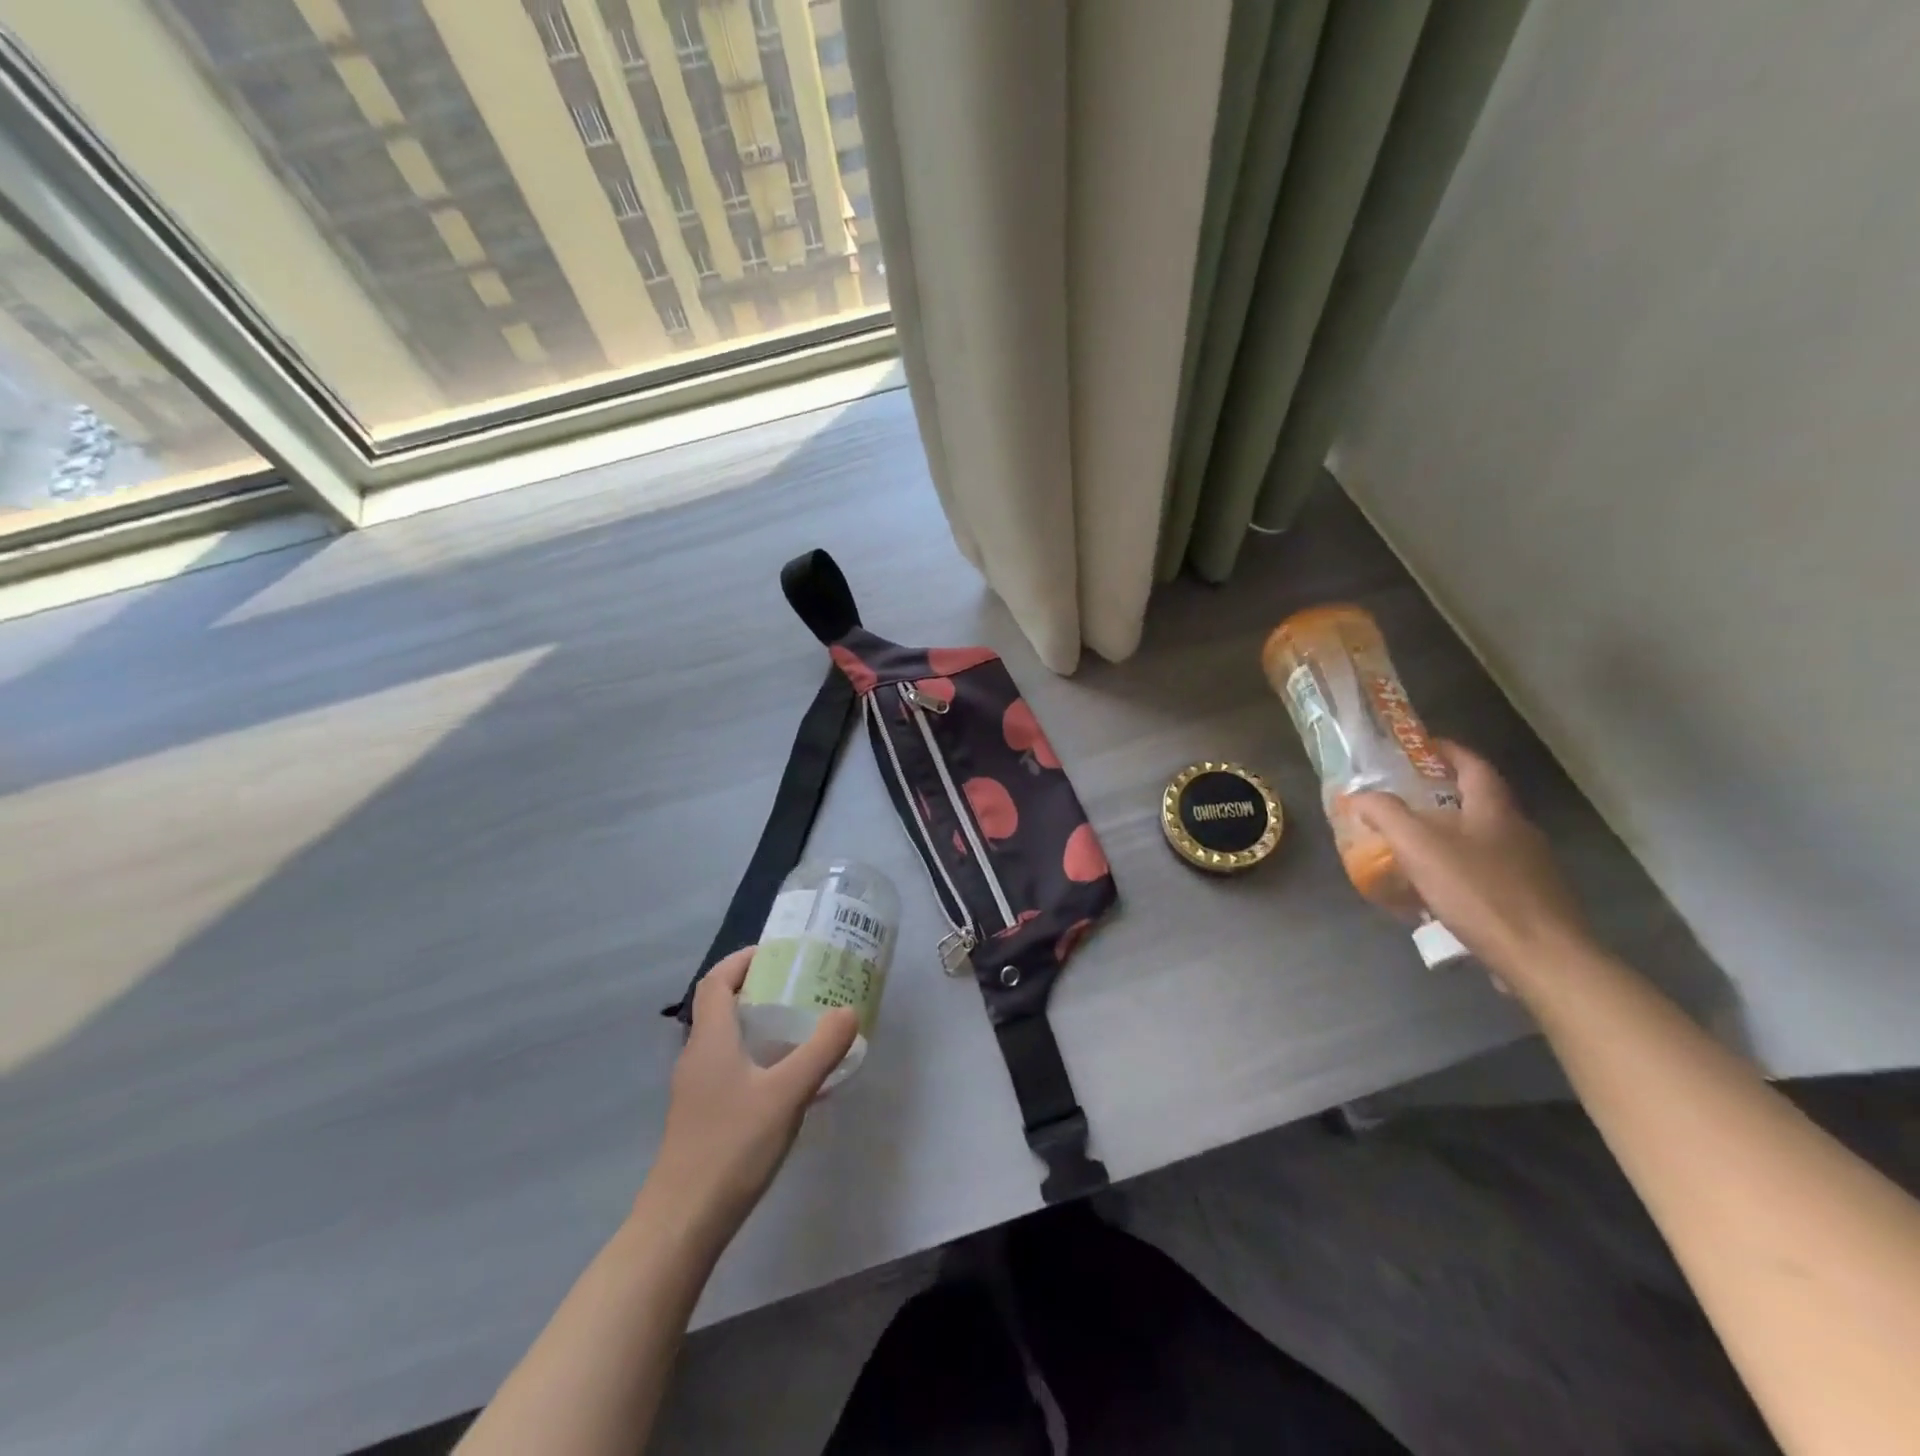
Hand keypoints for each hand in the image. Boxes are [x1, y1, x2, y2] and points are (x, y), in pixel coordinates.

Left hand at [639, 948, 857, 1250]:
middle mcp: (698, 1057)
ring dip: (762, 1027)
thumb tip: (848, 1011)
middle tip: (802, 987)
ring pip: (729, 1041)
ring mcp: (697, 1090)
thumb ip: (821, 1051)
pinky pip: (734, 1071)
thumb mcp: (787, 1094)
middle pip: (723, 1008)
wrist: (682, 1224)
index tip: (777, 952)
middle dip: (760, 990)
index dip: (742, 960)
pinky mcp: (703, 1118)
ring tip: (804, 1029)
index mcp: (711, 1039)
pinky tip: (791, 1085)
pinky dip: (760, 1061)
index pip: (717, 982)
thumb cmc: (731, 1147)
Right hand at [1350, 741, 1591, 990]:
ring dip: (1452, 838)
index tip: (1422, 745)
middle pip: (1481, 803)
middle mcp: (1519, 832)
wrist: (1543, 958)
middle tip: (1405, 801)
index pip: (1474, 766)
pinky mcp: (1534, 902)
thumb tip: (1360, 795)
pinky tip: (1440, 895)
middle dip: (1444, 797)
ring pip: (1485, 841)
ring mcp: (1532, 868)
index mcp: (1494, 811)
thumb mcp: (1419, 847)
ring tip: (1414, 850)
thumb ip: (1386, 814)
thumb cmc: (1479, 893)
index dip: (1449, 751)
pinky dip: (1463, 873)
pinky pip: (1491, 875)